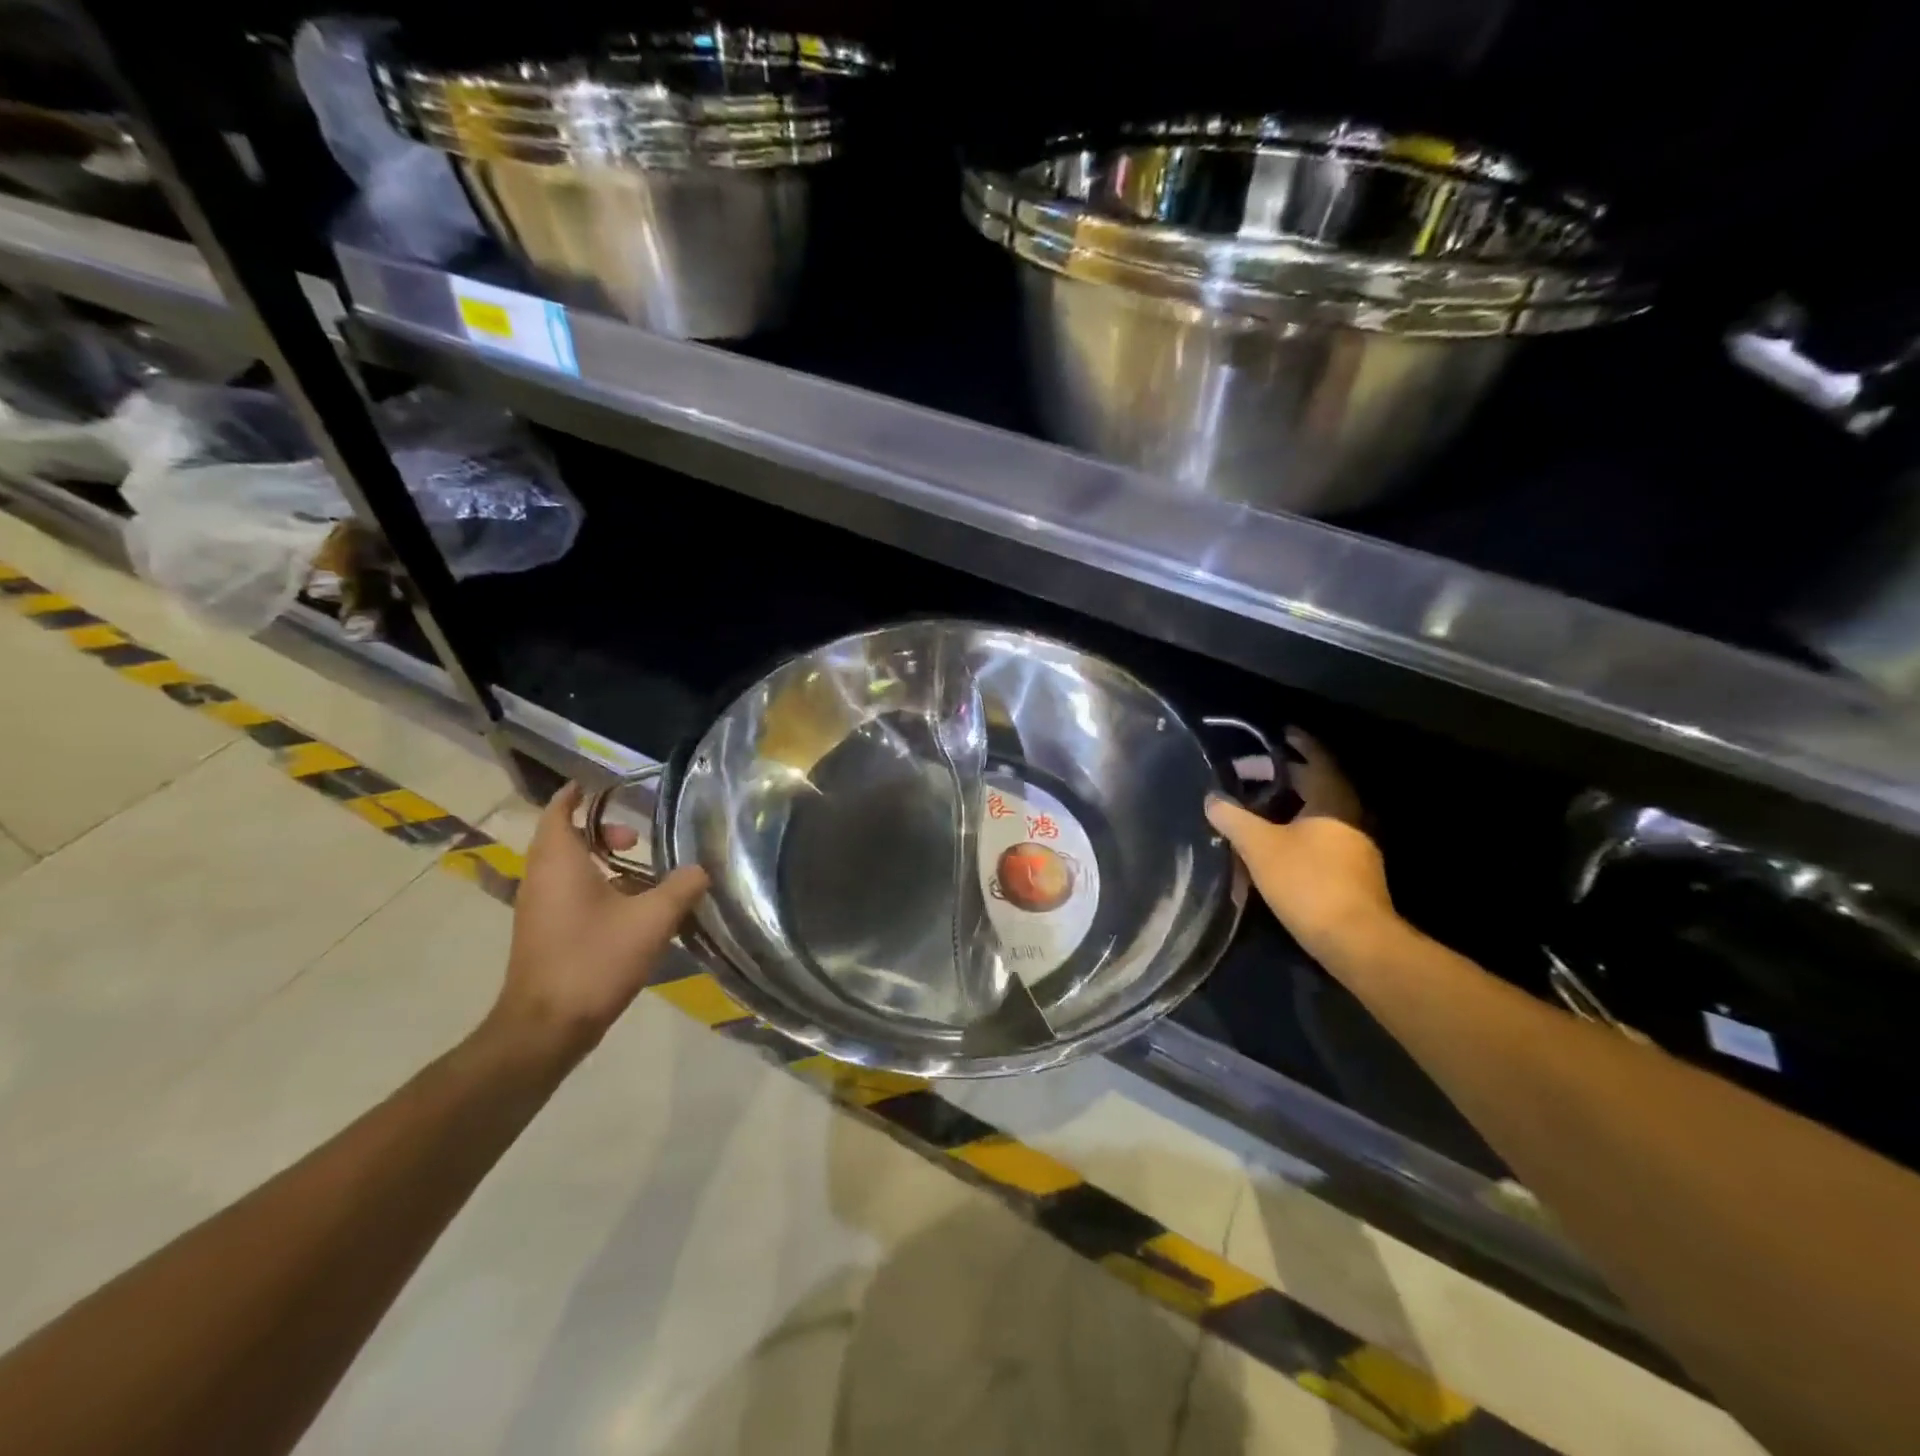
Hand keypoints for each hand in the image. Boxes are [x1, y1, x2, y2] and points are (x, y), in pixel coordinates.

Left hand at [488, 782, 708, 1063]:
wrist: (546, 1028)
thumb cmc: (594, 961)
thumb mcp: (652, 920)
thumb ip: (682, 887)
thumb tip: (701, 869)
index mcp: (559, 861)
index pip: (561, 809)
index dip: (580, 793)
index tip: (608, 785)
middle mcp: (541, 877)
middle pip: (565, 836)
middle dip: (601, 830)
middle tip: (636, 838)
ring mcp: (539, 907)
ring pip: (567, 867)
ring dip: (600, 860)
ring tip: (641, 872)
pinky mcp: (544, 932)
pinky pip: (567, 892)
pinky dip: (595, 885)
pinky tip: (630, 909)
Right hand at [1205, 729, 1398, 971]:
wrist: (1354, 939)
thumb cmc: (1308, 882)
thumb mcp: (1259, 846)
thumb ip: (1233, 818)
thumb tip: (1212, 799)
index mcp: (1332, 800)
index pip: (1317, 758)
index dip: (1299, 743)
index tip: (1280, 732)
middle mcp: (1349, 816)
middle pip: (1315, 785)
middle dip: (1283, 776)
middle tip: (1249, 773)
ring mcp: (1354, 845)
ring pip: (1317, 813)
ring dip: (1288, 805)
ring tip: (1254, 807)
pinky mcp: (1350, 871)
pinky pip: (1320, 836)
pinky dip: (1295, 829)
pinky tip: (1272, 844)